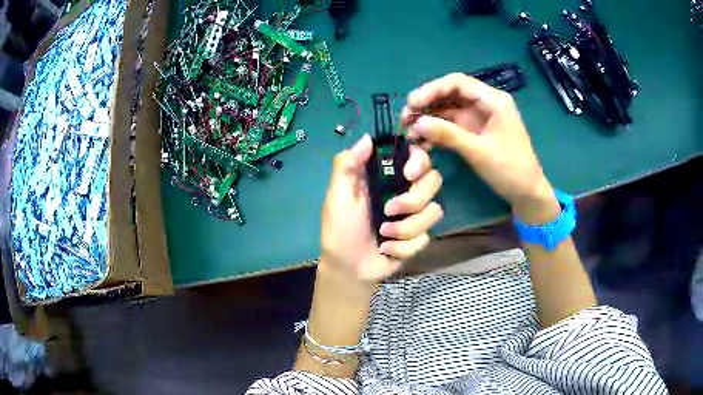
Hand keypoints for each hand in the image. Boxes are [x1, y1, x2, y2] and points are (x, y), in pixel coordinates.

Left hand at [320, 134, 442, 282]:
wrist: (349, 268)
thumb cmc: (340, 229)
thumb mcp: (338, 196)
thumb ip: (347, 166)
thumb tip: (367, 138)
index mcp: (386, 176)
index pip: (415, 156)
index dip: (419, 161)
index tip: (409, 174)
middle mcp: (404, 190)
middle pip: (434, 180)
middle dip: (414, 199)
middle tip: (389, 210)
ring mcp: (414, 215)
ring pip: (434, 211)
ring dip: (406, 228)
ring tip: (383, 235)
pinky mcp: (418, 237)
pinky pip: (426, 237)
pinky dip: (404, 246)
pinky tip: (387, 250)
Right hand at [401, 73, 559, 223]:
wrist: (527, 194)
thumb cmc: (510, 170)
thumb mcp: (479, 152)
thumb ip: (448, 134)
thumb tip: (417, 123)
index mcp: (493, 100)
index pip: (457, 83)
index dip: (432, 89)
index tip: (412, 103)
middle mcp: (485, 103)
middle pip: (450, 94)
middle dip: (427, 104)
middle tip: (405, 119)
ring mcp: (479, 118)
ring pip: (448, 110)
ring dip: (428, 118)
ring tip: (409, 132)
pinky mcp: (475, 132)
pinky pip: (452, 125)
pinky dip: (437, 131)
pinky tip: (423, 141)